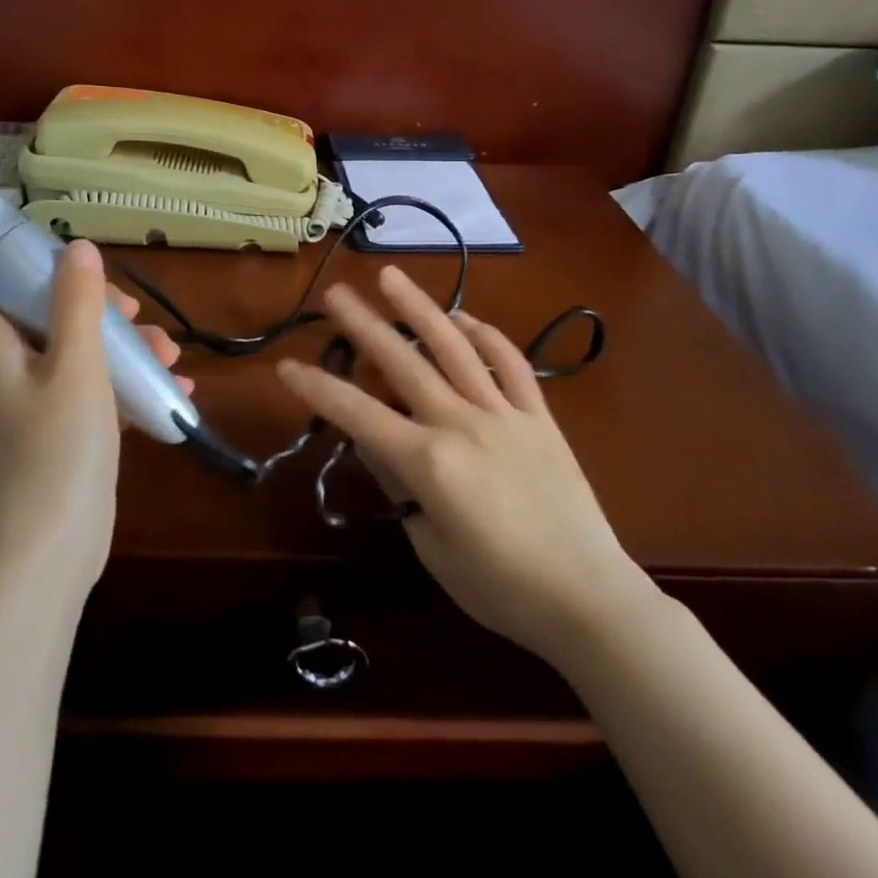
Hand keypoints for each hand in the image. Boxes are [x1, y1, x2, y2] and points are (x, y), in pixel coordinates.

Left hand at [0, 239, 190, 597]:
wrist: (55, 547)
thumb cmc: (58, 446)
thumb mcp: (75, 364)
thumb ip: (77, 302)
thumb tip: (76, 246)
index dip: (16, 262)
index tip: (67, 256)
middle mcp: (10, 369)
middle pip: (44, 313)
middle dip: (93, 305)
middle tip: (132, 311)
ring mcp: (37, 402)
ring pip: (78, 351)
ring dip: (122, 345)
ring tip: (169, 353)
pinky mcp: (64, 430)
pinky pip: (96, 389)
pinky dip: (128, 382)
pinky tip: (174, 386)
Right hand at [275, 266, 652, 665]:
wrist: (590, 600)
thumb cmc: (502, 588)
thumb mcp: (433, 548)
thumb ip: (401, 488)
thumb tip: (374, 445)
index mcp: (430, 462)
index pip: (359, 415)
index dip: (318, 389)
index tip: (286, 366)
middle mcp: (462, 424)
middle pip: (403, 363)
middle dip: (364, 325)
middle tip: (335, 292)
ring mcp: (504, 414)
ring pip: (455, 348)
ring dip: (420, 309)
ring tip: (392, 277)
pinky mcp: (540, 417)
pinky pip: (511, 365)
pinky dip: (486, 336)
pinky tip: (464, 319)